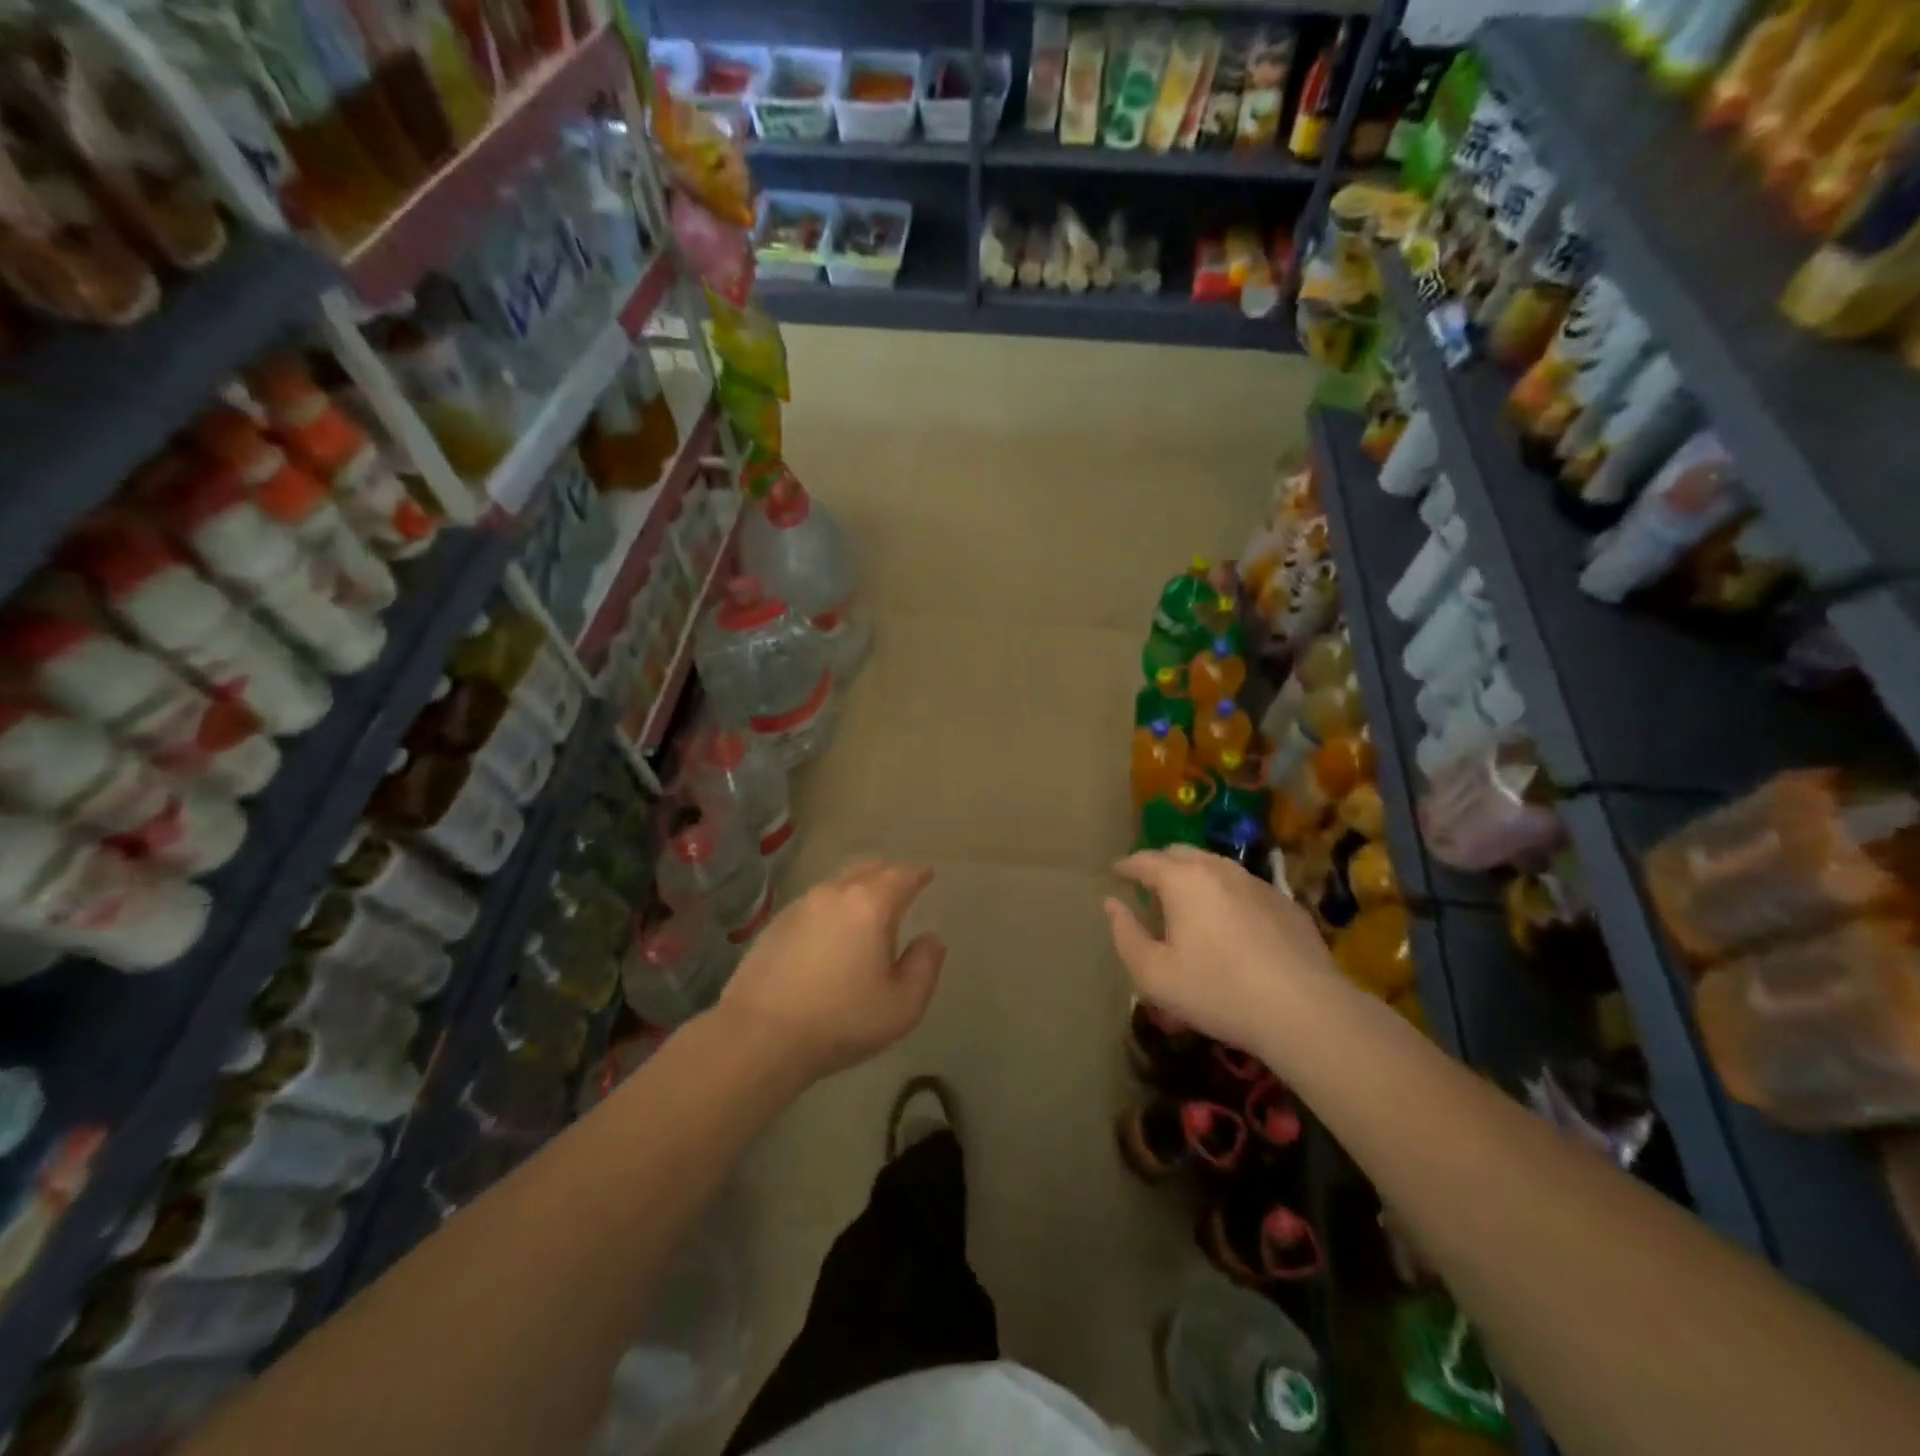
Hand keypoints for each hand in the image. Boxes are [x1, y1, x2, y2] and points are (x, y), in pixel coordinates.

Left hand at [719, 861, 946, 1082]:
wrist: (760, 1036)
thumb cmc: (841, 1020)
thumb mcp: (902, 1005)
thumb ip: (924, 967)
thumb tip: (932, 939)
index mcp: (871, 905)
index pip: (901, 876)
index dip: (917, 874)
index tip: (926, 874)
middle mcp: (835, 894)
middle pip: (867, 871)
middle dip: (887, 875)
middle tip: (900, 887)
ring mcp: (800, 906)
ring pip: (837, 885)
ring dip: (856, 891)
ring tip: (865, 911)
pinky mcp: (775, 925)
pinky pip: (813, 905)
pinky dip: (830, 910)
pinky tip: (829, 934)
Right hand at [1103, 846, 1338, 1060]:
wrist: (1303, 1009)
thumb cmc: (1217, 990)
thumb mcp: (1154, 974)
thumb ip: (1126, 935)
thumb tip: (1112, 904)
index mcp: (1183, 880)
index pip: (1145, 860)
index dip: (1126, 866)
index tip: (1115, 872)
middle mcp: (1219, 870)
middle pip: (1181, 853)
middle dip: (1160, 863)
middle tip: (1148, 883)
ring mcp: (1257, 883)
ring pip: (1216, 866)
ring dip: (1195, 875)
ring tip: (1187, 899)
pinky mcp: (1286, 903)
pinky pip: (1244, 887)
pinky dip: (1226, 894)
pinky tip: (1229, 920)